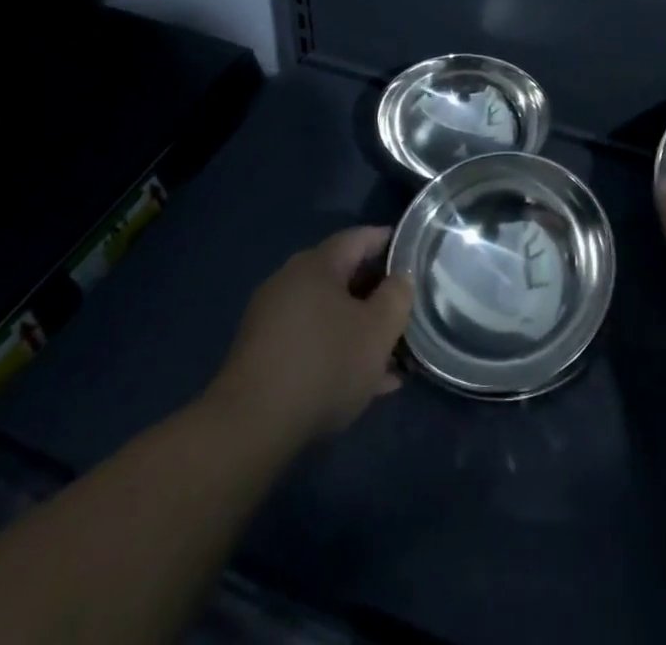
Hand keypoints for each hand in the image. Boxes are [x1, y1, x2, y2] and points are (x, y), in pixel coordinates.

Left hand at [211, 227, 414, 444]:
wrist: (250, 427)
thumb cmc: (324, 364)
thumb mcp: (378, 331)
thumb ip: (397, 296)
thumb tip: (401, 277)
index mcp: (317, 264)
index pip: (360, 237)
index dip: (391, 243)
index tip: (415, 256)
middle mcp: (291, 281)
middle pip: (344, 276)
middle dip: (378, 295)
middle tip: (407, 312)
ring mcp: (273, 318)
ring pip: (330, 314)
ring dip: (360, 330)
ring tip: (393, 357)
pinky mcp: (263, 354)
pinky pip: (312, 342)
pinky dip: (338, 352)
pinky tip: (364, 384)